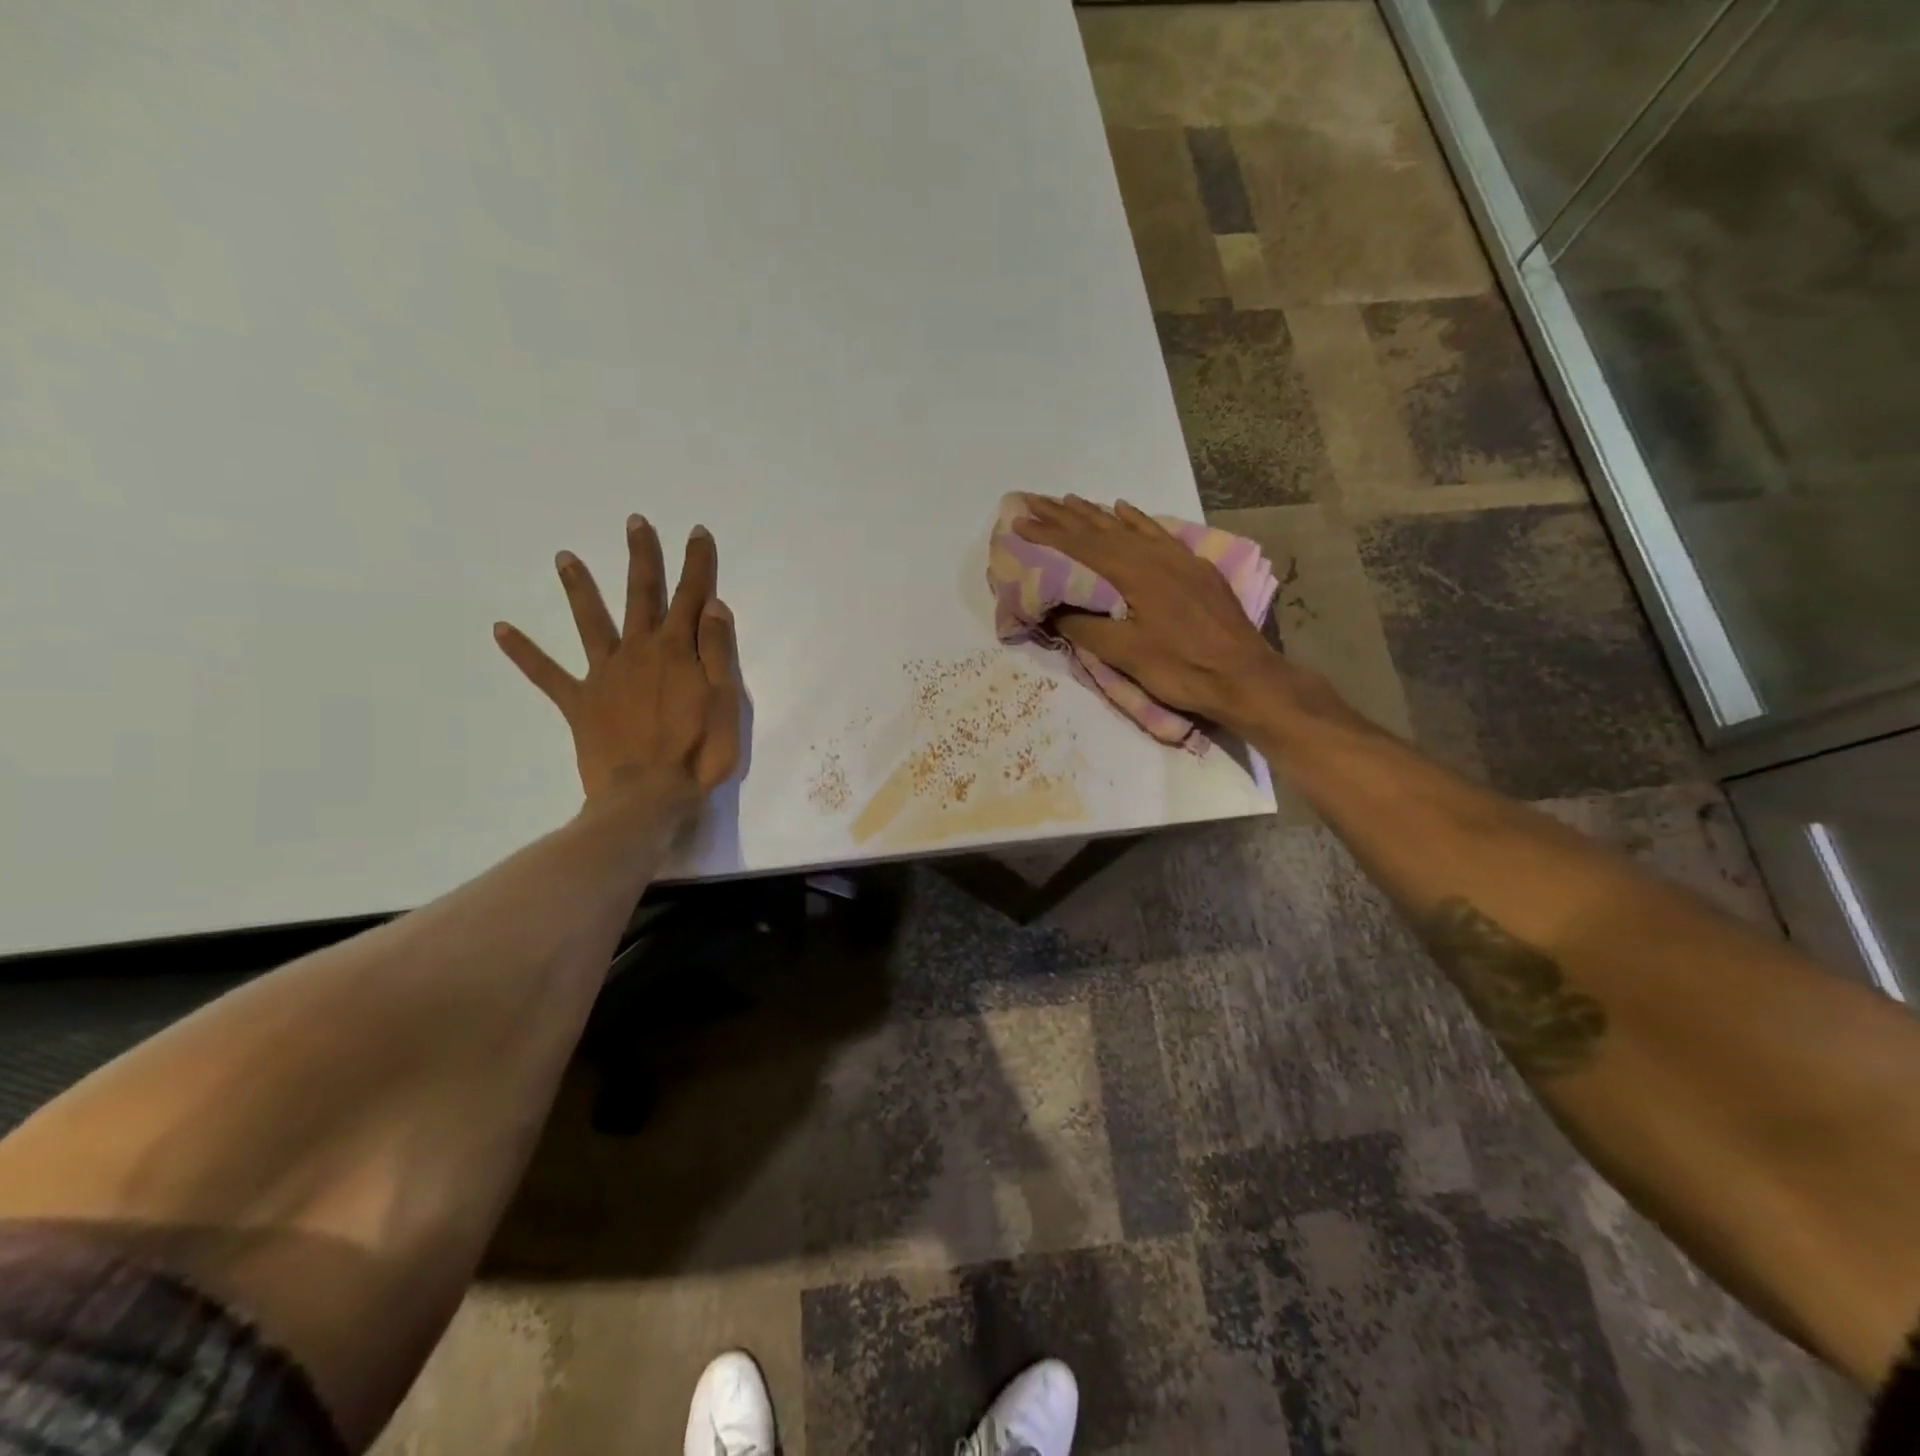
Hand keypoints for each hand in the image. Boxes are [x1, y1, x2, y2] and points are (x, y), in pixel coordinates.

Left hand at [494, 516, 740, 813]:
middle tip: (634, 523)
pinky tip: (500, 630)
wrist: (648, 797)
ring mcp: (605, 675)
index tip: (696, 532)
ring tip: (563, 557)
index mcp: (677, 651)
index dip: (696, 564)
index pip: (692, 597)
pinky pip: (547, 674)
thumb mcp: (726, 702)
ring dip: (579, 589)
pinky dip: (524, 653)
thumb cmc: (699, 752)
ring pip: (591, 623)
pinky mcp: (580, 702)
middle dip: (641, 558)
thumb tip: (712, 605)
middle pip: (641, 596)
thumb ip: (717, 652)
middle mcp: (638, 651)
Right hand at [1014, 494, 1304, 734]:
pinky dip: (1136, 520)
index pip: (1081, 547)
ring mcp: (1178, 558)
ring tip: (1069, 500)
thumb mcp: (1126, 654)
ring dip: (1095, 514)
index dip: (1048, 533)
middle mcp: (1154, 555)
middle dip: (1064, 515)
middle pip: (1101, 529)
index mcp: (1134, 573)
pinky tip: (1123, 510)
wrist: (1245, 677)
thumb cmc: (1181, 669)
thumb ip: (1085, 627)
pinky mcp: (1195, 568)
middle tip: (1034, 500)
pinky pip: (1157, 533)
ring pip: (1128, 528)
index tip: (1019, 519)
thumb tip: (1052, 610)